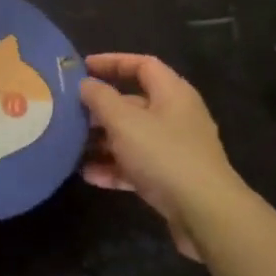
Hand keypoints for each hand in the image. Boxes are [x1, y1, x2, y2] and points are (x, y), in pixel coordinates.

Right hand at [78, 54, 245, 260]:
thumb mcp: (124, 122)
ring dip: (103, 141)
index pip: (142, 65)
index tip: (83, 68)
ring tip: (72, 146)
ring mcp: (175, 149)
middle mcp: (176, 116)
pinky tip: (89, 175)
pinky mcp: (172, 178)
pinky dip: (115, 167)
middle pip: (134, 103)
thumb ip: (100, 99)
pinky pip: (138, 165)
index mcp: (172, 93)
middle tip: (70, 113)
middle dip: (101, 108)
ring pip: (133, 136)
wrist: (205, 213)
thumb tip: (86, 84)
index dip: (112, 62)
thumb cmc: (164, 155)